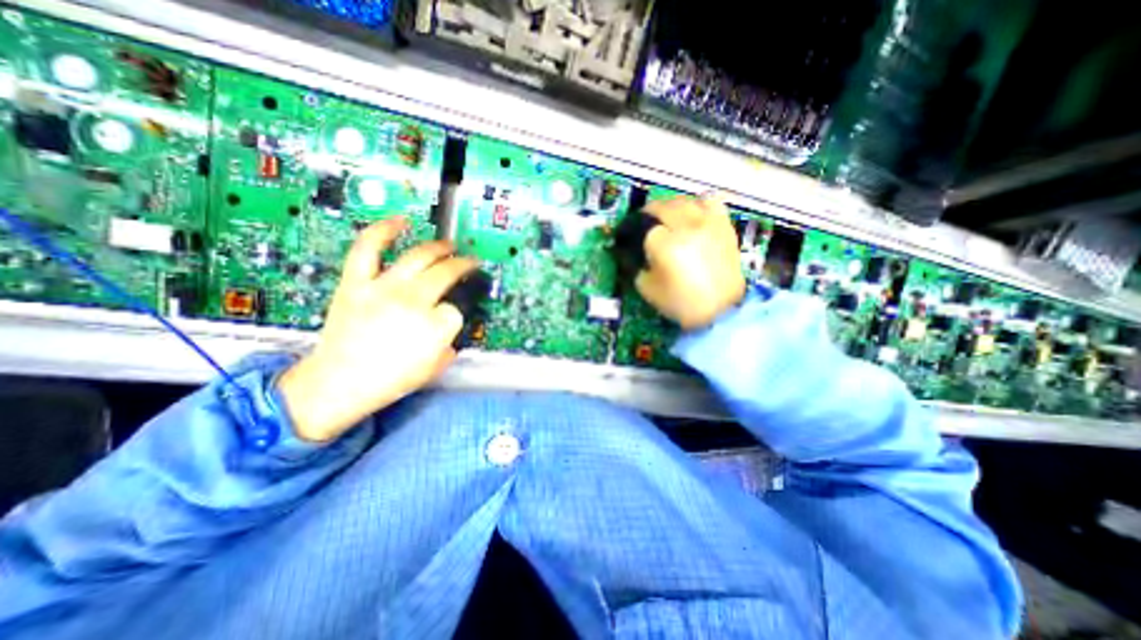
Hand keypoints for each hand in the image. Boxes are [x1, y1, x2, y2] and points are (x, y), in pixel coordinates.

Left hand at [280, 218, 478, 441]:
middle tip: (470, 262)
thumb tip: (449, 322)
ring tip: (449, 245)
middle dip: (463, 266)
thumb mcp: (436, 366)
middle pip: (446, 272)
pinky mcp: (357, 282)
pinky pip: (369, 248)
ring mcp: (383, 288)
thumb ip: (450, 341)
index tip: (451, 315)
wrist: (339, 383)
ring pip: (419, 256)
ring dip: (440, 247)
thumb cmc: (391, 380)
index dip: (455, 312)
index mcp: (435, 326)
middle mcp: (413, 301)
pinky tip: (401, 221)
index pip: (456, 308)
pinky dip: (384, 231)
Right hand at [634, 196, 751, 332]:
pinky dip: (699, 205)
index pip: (643, 227)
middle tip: (645, 223)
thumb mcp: (647, 289)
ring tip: (668, 216)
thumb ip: (637, 267)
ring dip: (671, 206)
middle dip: (649, 213)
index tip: (630, 238)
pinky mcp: (724, 226)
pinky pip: (711, 202)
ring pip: (684, 201)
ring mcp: (707, 223)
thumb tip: (634, 254)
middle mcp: (685, 226)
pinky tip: (694, 214)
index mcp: (664, 243)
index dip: (634, 233)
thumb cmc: (681, 302)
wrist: (721, 311)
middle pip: (662, 206)